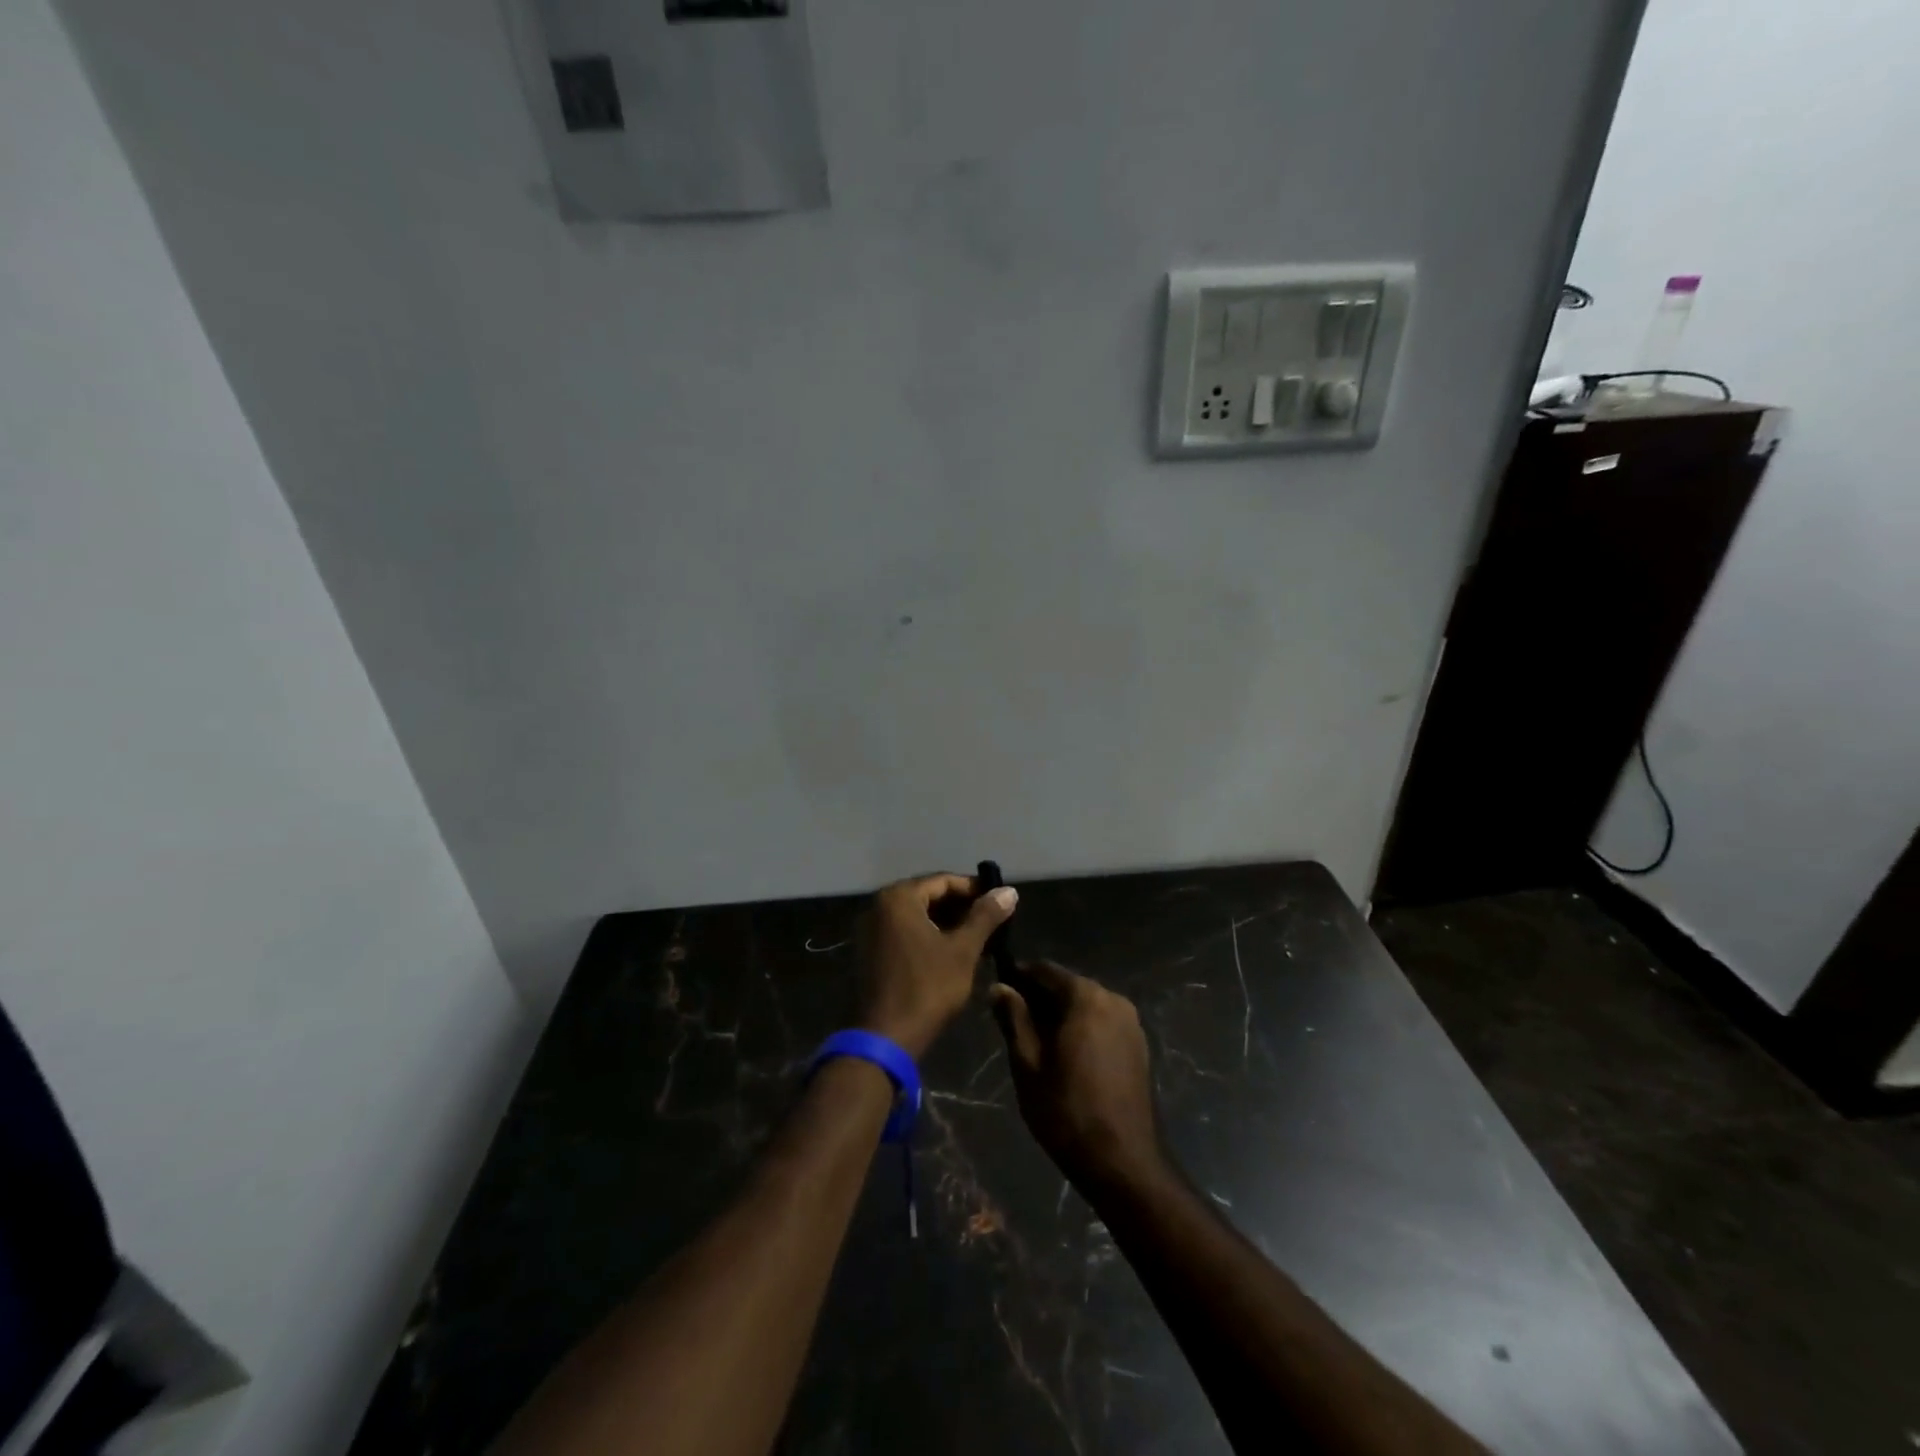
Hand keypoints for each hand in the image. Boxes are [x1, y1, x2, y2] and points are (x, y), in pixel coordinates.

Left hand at [858, 873, 1016, 1059]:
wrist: (887, 1038)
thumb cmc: (927, 988)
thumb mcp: (963, 950)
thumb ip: (985, 916)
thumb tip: (1009, 891)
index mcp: (899, 898)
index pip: (944, 880)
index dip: (975, 889)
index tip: (1001, 901)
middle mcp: (880, 906)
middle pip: (929, 896)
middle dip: (963, 908)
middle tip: (993, 921)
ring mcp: (873, 930)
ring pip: (919, 916)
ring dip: (949, 923)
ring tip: (981, 938)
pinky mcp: (872, 952)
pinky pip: (906, 933)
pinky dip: (931, 936)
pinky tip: (955, 952)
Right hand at [990, 961, 1162, 1192]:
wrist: (1123, 1162)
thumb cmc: (1066, 1110)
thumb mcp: (1028, 1064)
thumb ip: (1013, 1019)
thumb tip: (1000, 986)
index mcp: (1086, 996)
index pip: (1045, 970)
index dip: (1020, 977)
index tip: (1001, 992)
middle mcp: (1113, 998)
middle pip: (1068, 985)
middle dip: (1041, 998)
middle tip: (1014, 1023)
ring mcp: (1131, 1022)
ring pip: (1086, 1005)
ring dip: (1062, 1015)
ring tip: (1037, 1043)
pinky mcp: (1139, 1045)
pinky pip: (1103, 1022)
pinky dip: (1083, 1028)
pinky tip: (1067, 1056)